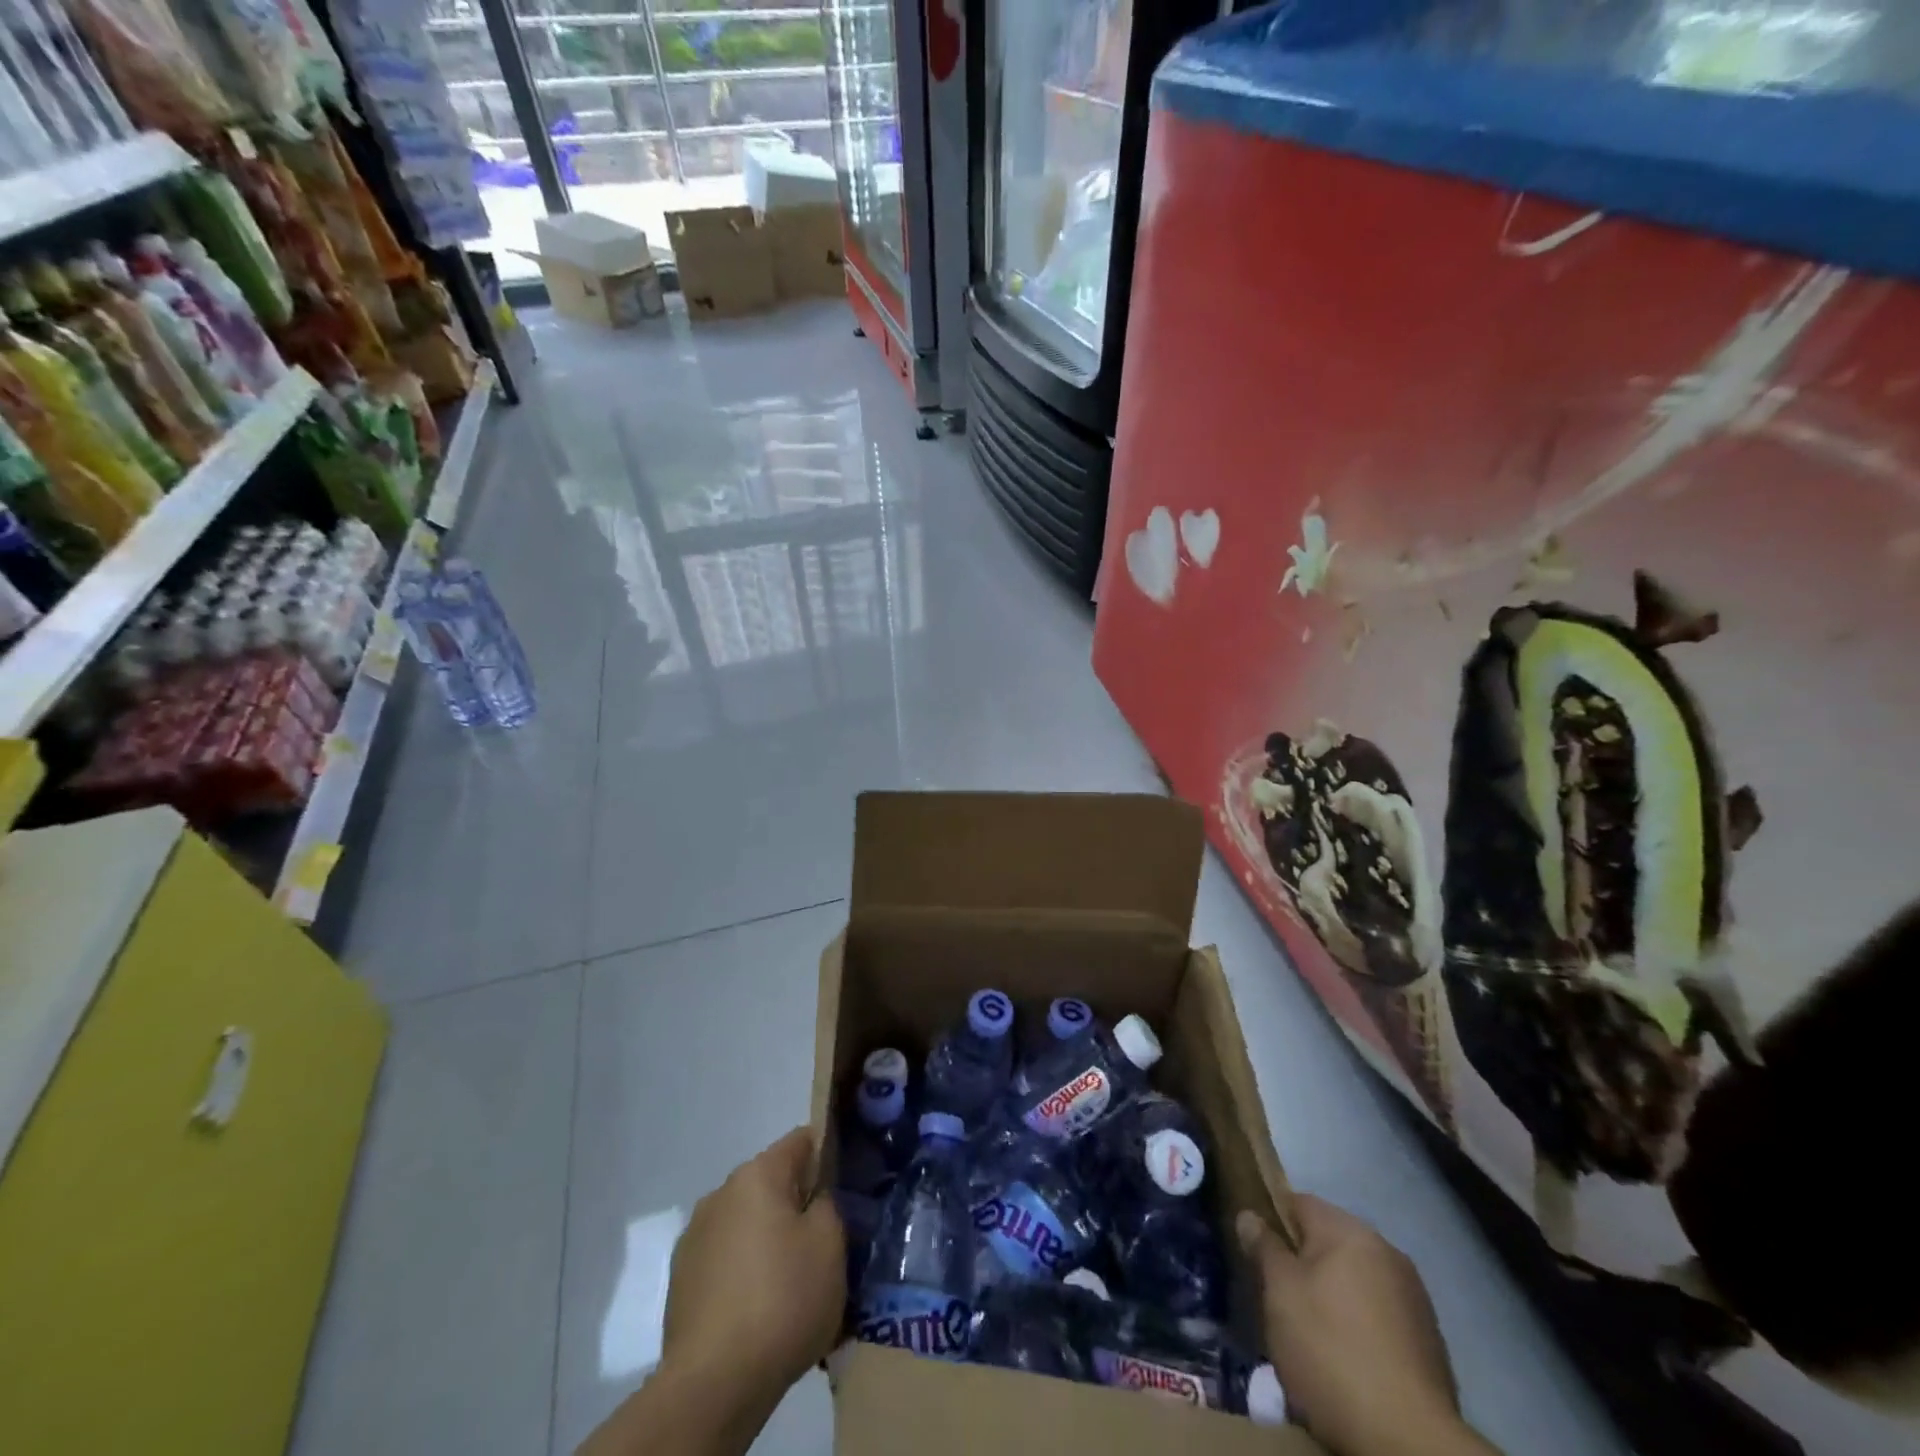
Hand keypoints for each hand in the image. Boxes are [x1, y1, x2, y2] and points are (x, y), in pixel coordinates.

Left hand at [579, 1129, 845, 1455]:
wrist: (712, 1384)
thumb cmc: (783, 1300)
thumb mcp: (830, 1244)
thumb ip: (829, 1203)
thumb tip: (817, 1194)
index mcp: (758, 1174)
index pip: (802, 1140)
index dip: (828, 1155)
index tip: (845, 1187)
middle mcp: (721, 1192)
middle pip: (772, 1182)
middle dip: (798, 1203)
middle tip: (825, 1241)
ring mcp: (695, 1236)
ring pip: (748, 1221)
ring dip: (770, 1238)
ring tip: (793, 1280)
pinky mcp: (681, 1279)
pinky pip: (727, 1257)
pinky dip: (746, 1269)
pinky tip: (761, 1307)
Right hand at [1238, 1198, 1491, 1455]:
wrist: (1409, 1442)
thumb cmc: (1331, 1350)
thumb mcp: (1281, 1293)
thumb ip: (1264, 1247)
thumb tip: (1250, 1215)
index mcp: (1350, 1231)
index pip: (1298, 1203)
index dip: (1271, 1221)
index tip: (1254, 1253)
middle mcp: (1387, 1252)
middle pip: (1328, 1242)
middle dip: (1301, 1264)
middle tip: (1277, 1299)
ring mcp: (1413, 1298)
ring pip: (1354, 1280)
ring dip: (1331, 1296)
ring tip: (1309, 1335)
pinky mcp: (1428, 1342)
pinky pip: (1378, 1316)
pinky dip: (1358, 1327)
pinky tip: (1345, 1360)